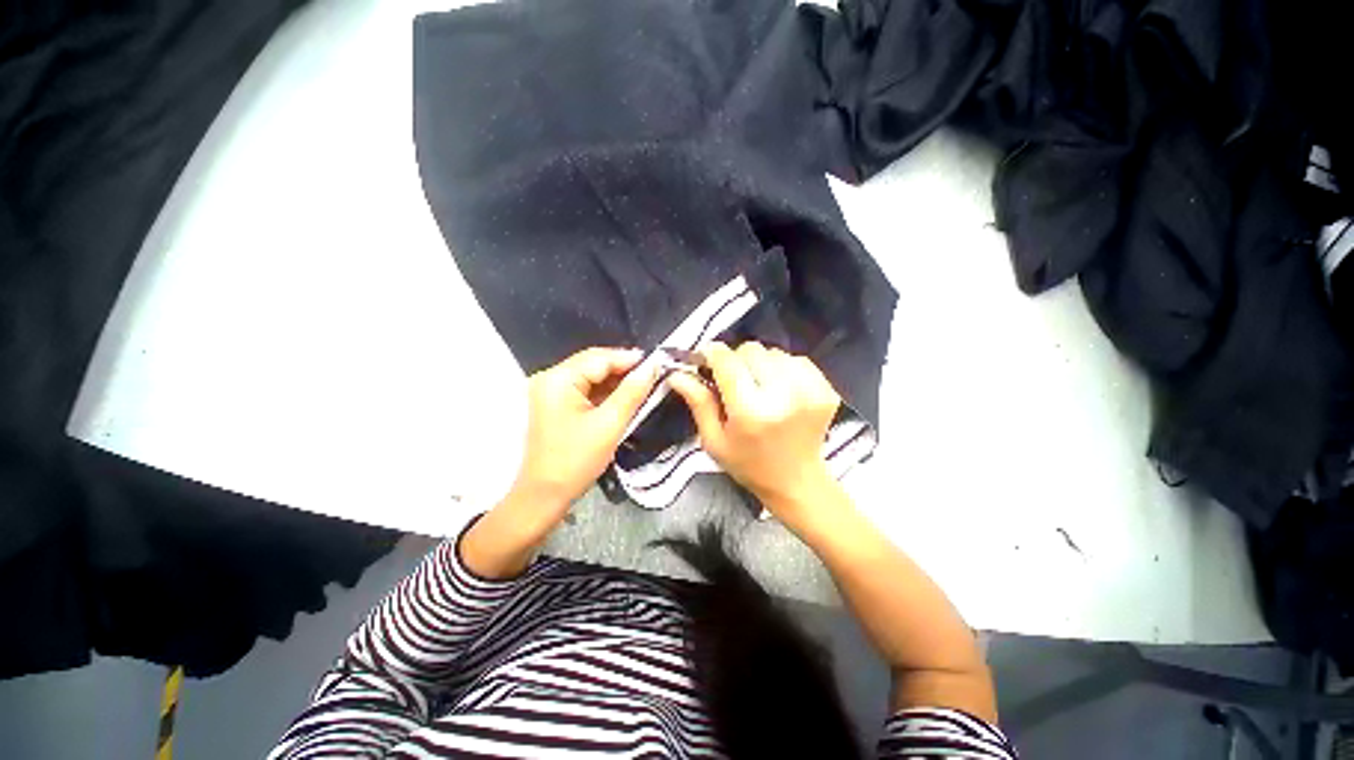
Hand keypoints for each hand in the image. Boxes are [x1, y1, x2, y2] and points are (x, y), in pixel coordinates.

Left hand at [463, 347, 657, 578]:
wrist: (544, 495)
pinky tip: (623, 397)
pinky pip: (584, 389)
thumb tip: (652, 367)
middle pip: (594, 363)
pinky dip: (604, 392)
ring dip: (615, 381)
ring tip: (642, 385)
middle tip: (652, 374)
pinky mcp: (555, 404)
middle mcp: (551, 378)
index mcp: (559, 379)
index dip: (630, 358)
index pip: (600, 358)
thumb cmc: (576, 460)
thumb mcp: (610, 424)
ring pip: (591, 376)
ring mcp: (550, 391)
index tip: (657, 363)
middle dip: (623, 369)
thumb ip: (632, 392)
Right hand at [667, 342, 840, 516]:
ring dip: (761, 364)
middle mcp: (783, 395)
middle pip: (751, 350)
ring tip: (760, 387)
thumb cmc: (748, 464)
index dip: (713, 353)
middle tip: (735, 381)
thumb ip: (698, 403)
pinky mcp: (826, 389)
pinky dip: (784, 368)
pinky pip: (797, 360)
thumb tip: (677, 373)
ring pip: (774, 352)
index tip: (707, 358)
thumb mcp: (714, 440)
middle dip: (737, 360)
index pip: (727, 360)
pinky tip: (781, 389)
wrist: (796, 481)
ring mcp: (810, 390)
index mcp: (751, 411)